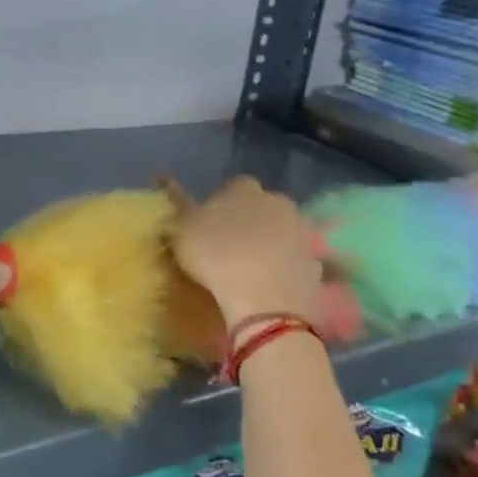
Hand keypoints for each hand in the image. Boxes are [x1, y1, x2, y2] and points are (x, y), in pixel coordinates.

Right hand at [169, 176, 326, 324]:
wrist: (265, 301)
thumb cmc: (216, 258)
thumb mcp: (181, 230)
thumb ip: (175, 202)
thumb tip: (161, 175)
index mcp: (244, 188)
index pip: (233, 186)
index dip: (221, 203)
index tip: (209, 225)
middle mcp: (277, 200)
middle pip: (261, 205)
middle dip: (250, 220)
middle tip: (230, 247)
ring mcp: (301, 231)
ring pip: (282, 230)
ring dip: (271, 242)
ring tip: (252, 268)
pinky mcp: (315, 261)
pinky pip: (296, 259)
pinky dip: (286, 267)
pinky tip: (272, 284)